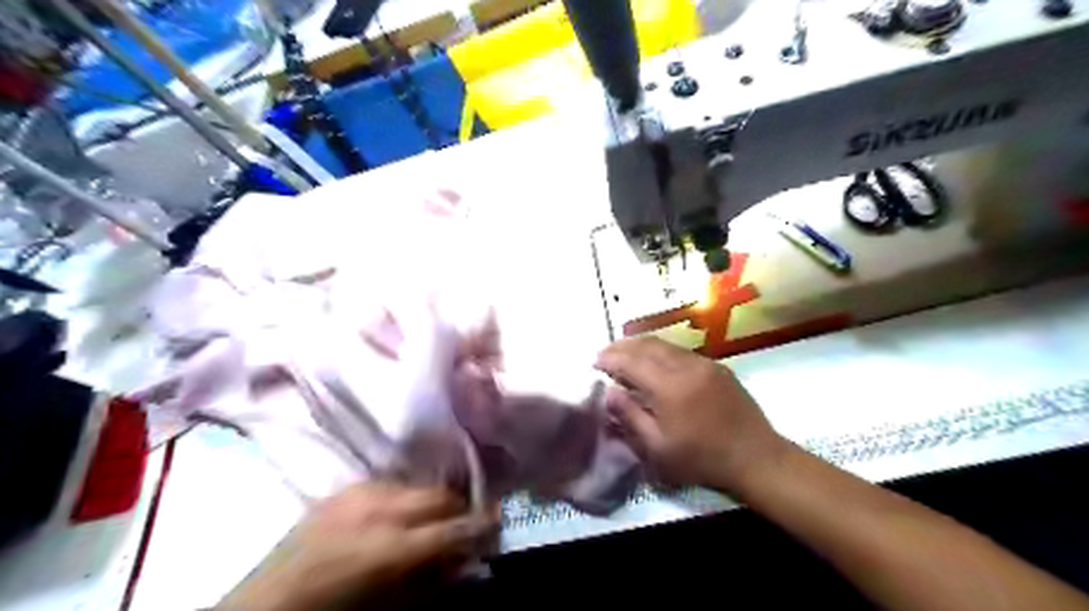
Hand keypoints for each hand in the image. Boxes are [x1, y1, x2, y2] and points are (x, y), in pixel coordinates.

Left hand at [217, 482, 497, 610]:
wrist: (267, 605)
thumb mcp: (394, 609)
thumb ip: (437, 579)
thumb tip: (470, 557)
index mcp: (393, 548)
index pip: (458, 527)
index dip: (485, 525)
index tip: (499, 525)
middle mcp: (381, 508)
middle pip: (443, 494)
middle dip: (462, 507)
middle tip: (467, 522)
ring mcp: (361, 491)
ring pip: (420, 484)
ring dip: (434, 500)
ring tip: (431, 519)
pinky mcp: (346, 486)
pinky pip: (392, 482)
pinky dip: (405, 495)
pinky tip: (398, 513)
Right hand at [599, 338, 788, 494]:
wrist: (756, 458)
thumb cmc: (702, 459)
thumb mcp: (658, 448)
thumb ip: (630, 416)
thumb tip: (609, 392)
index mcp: (669, 386)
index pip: (631, 362)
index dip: (610, 359)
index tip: (594, 362)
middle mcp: (686, 366)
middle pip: (647, 345)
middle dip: (623, 347)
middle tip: (605, 354)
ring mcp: (704, 363)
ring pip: (665, 344)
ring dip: (641, 346)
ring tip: (625, 354)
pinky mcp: (717, 367)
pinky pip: (681, 351)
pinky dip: (661, 351)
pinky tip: (655, 362)